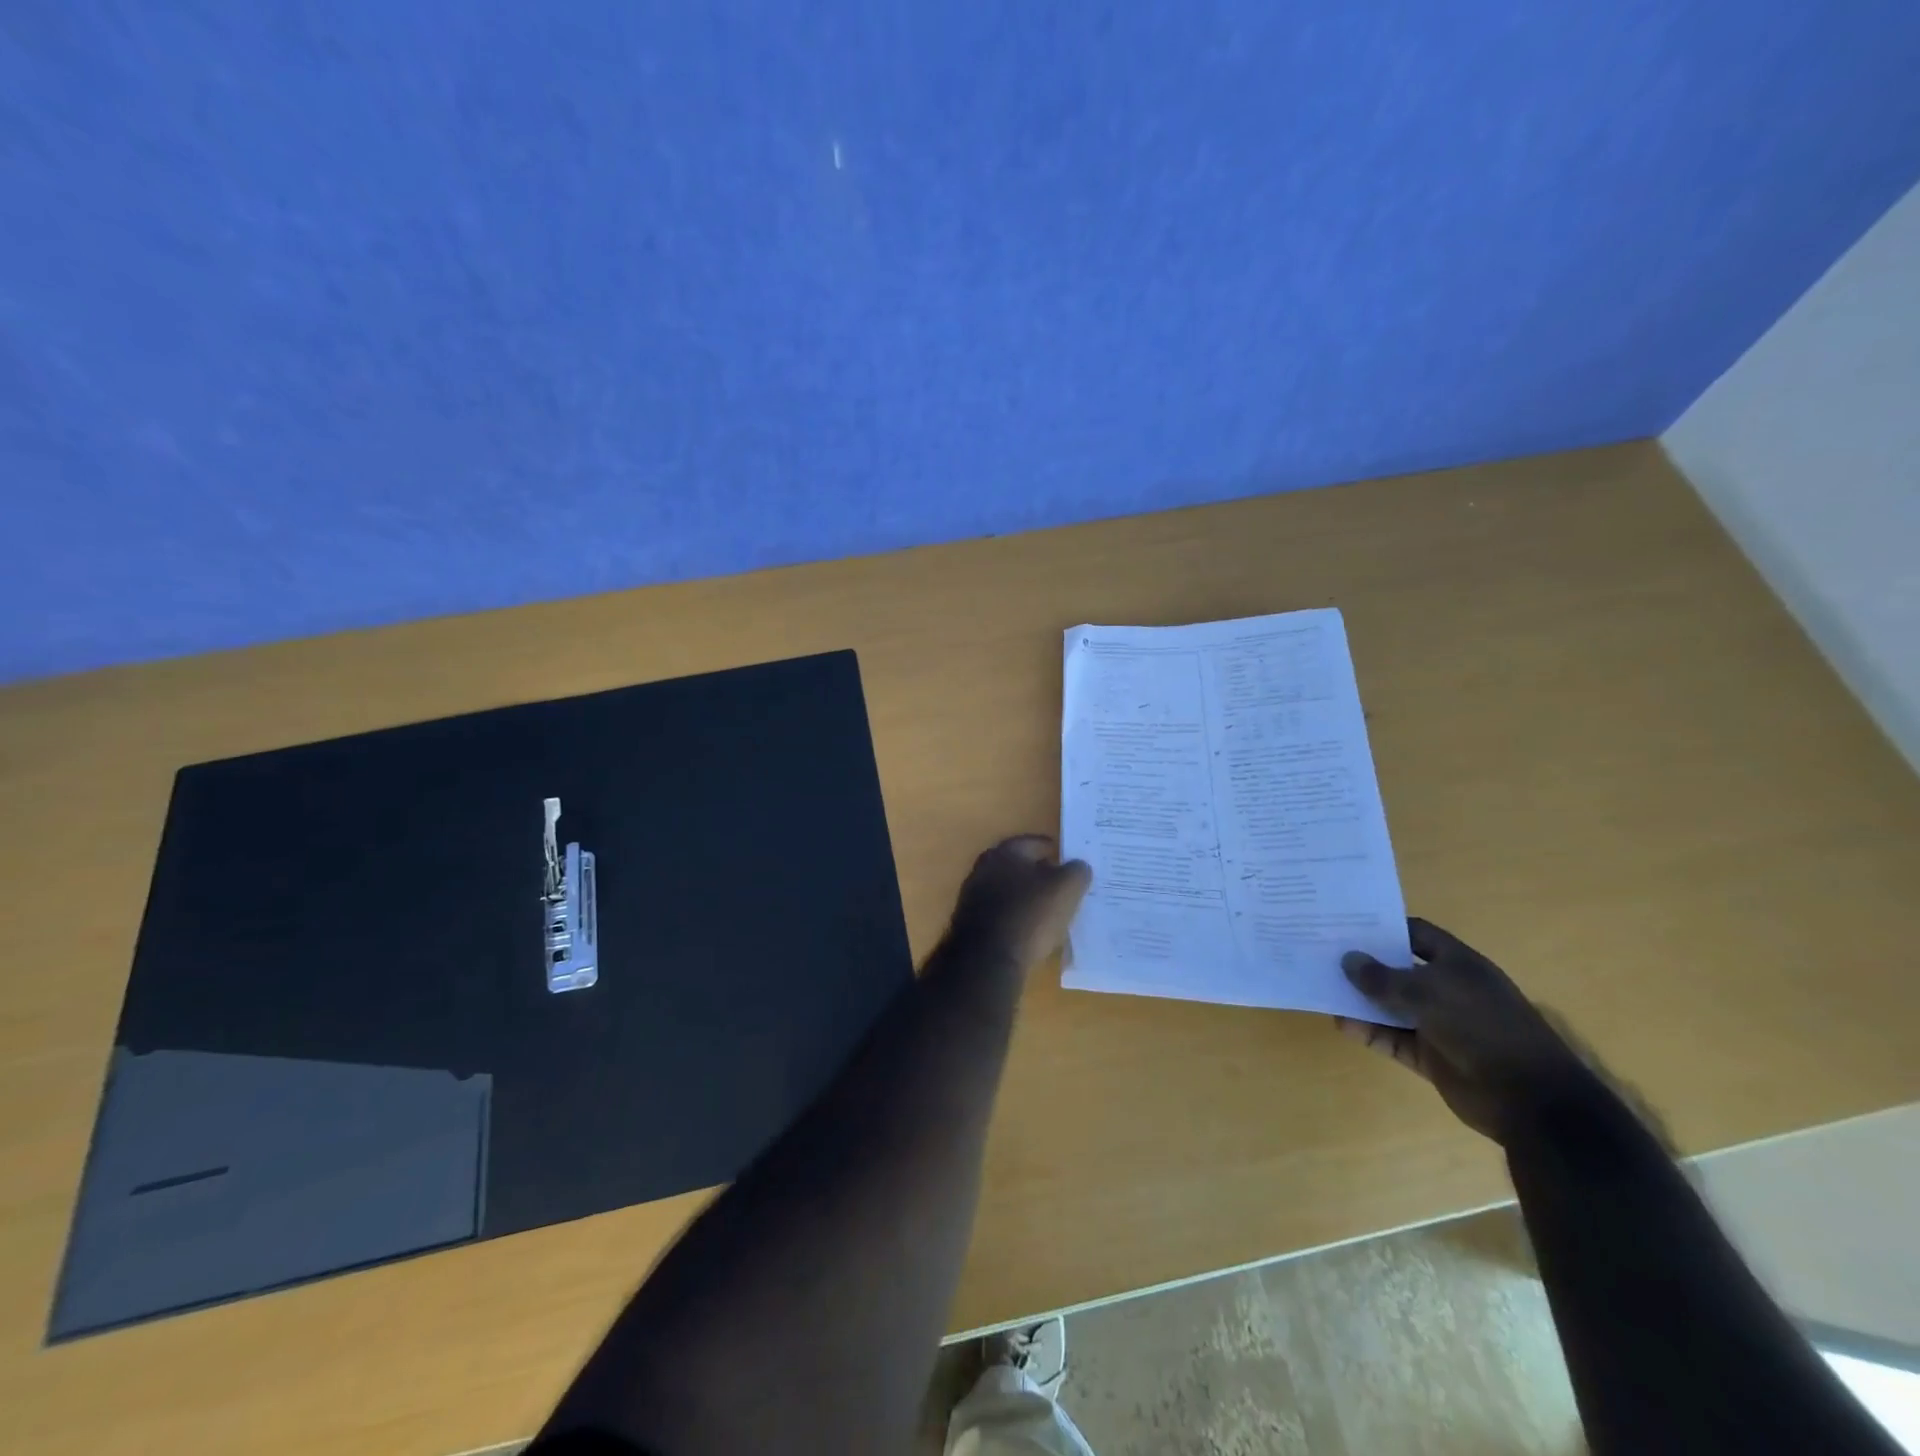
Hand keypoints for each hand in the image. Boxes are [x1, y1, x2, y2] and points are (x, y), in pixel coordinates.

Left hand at [943, 835, 1091, 973]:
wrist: (986, 960)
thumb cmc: (1029, 915)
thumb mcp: (1066, 889)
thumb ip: (1077, 872)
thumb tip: (1078, 867)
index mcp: (1004, 852)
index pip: (1034, 843)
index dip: (1054, 850)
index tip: (1068, 860)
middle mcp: (984, 869)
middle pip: (1018, 866)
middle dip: (1039, 873)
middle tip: (1062, 885)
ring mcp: (973, 897)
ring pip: (1008, 890)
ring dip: (1027, 897)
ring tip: (1050, 909)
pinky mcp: (971, 924)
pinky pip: (1001, 913)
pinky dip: (1016, 916)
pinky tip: (1030, 930)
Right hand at [1338, 918, 1593, 1144]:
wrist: (1529, 1098)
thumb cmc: (1481, 1027)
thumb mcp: (1427, 992)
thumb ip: (1382, 977)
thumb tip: (1347, 959)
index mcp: (1458, 964)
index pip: (1415, 934)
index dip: (1383, 927)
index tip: (1345, 924)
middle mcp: (1448, 989)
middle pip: (1399, 969)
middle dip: (1365, 964)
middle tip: (1322, 954)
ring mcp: (1440, 1024)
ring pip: (1392, 1006)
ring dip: (1362, 1001)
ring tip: (1323, 989)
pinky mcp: (1432, 1056)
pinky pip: (1394, 1038)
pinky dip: (1370, 1032)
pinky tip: (1342, 1024)